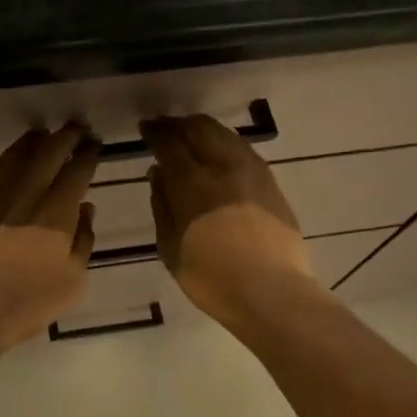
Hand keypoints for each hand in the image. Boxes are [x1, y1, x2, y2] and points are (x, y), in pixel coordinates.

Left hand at [0, 126, 101, 354]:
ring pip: (14, 154)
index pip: (77, 170)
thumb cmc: (25, 302)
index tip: (94, 144)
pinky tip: (2, 164)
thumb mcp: (72, 281)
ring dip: (32, 142)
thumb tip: (85, 209)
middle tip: (75, 128)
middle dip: (65, 136)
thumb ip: (82, 240)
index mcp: (56, 211)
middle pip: (48, 151)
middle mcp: (25, 191)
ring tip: (41, 137)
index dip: (88, 154)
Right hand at [143, 115, 320, 328]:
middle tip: (164, 127)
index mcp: (193, 183)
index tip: (145, 128)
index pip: (170, 143)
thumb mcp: (170, 247)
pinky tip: (218, 153)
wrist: (272, 293)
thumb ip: (162, 205)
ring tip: (190, 135)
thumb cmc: (211, 278)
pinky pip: (242, 149)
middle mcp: (223, 167)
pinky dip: (224, 142)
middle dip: (178, 123)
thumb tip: (157, 173)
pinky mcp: (271, 183)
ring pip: (224, 134)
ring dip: (203, 129)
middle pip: (199, 128)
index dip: (155, 132)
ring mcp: (252, 172)